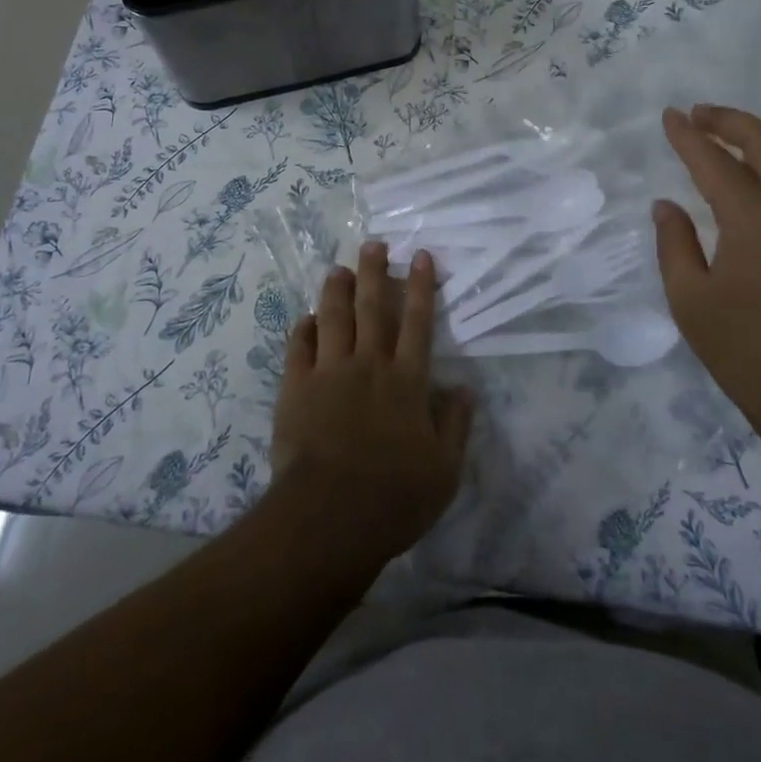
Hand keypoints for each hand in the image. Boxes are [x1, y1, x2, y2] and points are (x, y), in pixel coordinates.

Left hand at [269, 243, 473, 565]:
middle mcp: (369, 365)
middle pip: (373, 308)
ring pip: (333, 318)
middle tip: (373, 244)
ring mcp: (329, 373)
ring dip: (337, 290)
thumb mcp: (444, 471)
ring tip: (338, 269)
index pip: (418, 322)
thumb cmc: (394, 497)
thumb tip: (464, 388)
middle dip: (374, 272)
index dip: (421, 286)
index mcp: (406, 380)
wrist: (328, 517)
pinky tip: (306, 319)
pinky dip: (303, 329)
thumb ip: (456, 424)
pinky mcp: (296, 388)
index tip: (421, 256)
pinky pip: (298, 347)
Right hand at [653, 105, 760, 442]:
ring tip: (746, 134)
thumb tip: (667, 206)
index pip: (713, 160)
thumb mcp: (691, 301)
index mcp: (754, 215)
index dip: (687, 135)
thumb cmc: (750, 353)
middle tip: (702, 115)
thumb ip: (675, 244)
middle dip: (729, 121)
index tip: (670, 117)